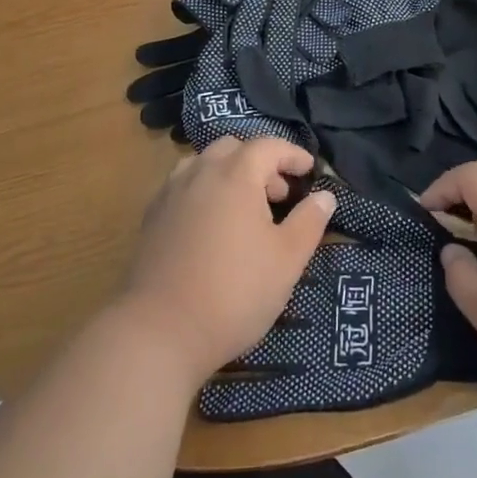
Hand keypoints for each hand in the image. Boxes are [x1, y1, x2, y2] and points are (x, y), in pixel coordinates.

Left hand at [115, 137, 334, 386]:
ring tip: (244, 209)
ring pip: (203, 164)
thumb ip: (309, 222)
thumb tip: (324, 196)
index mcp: (235, 174)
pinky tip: (212, 226)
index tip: (309, 170)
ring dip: (228, 174)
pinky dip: (204, 191)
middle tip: (278, 194)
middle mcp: (200, 172)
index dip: (292, 154)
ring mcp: (170, 193)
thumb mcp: (287, 260)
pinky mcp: (152, 217)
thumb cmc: (234, 292)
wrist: (159, 331)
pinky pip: (183, 186)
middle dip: (260, 162)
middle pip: (233, 148)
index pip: (268, 146)